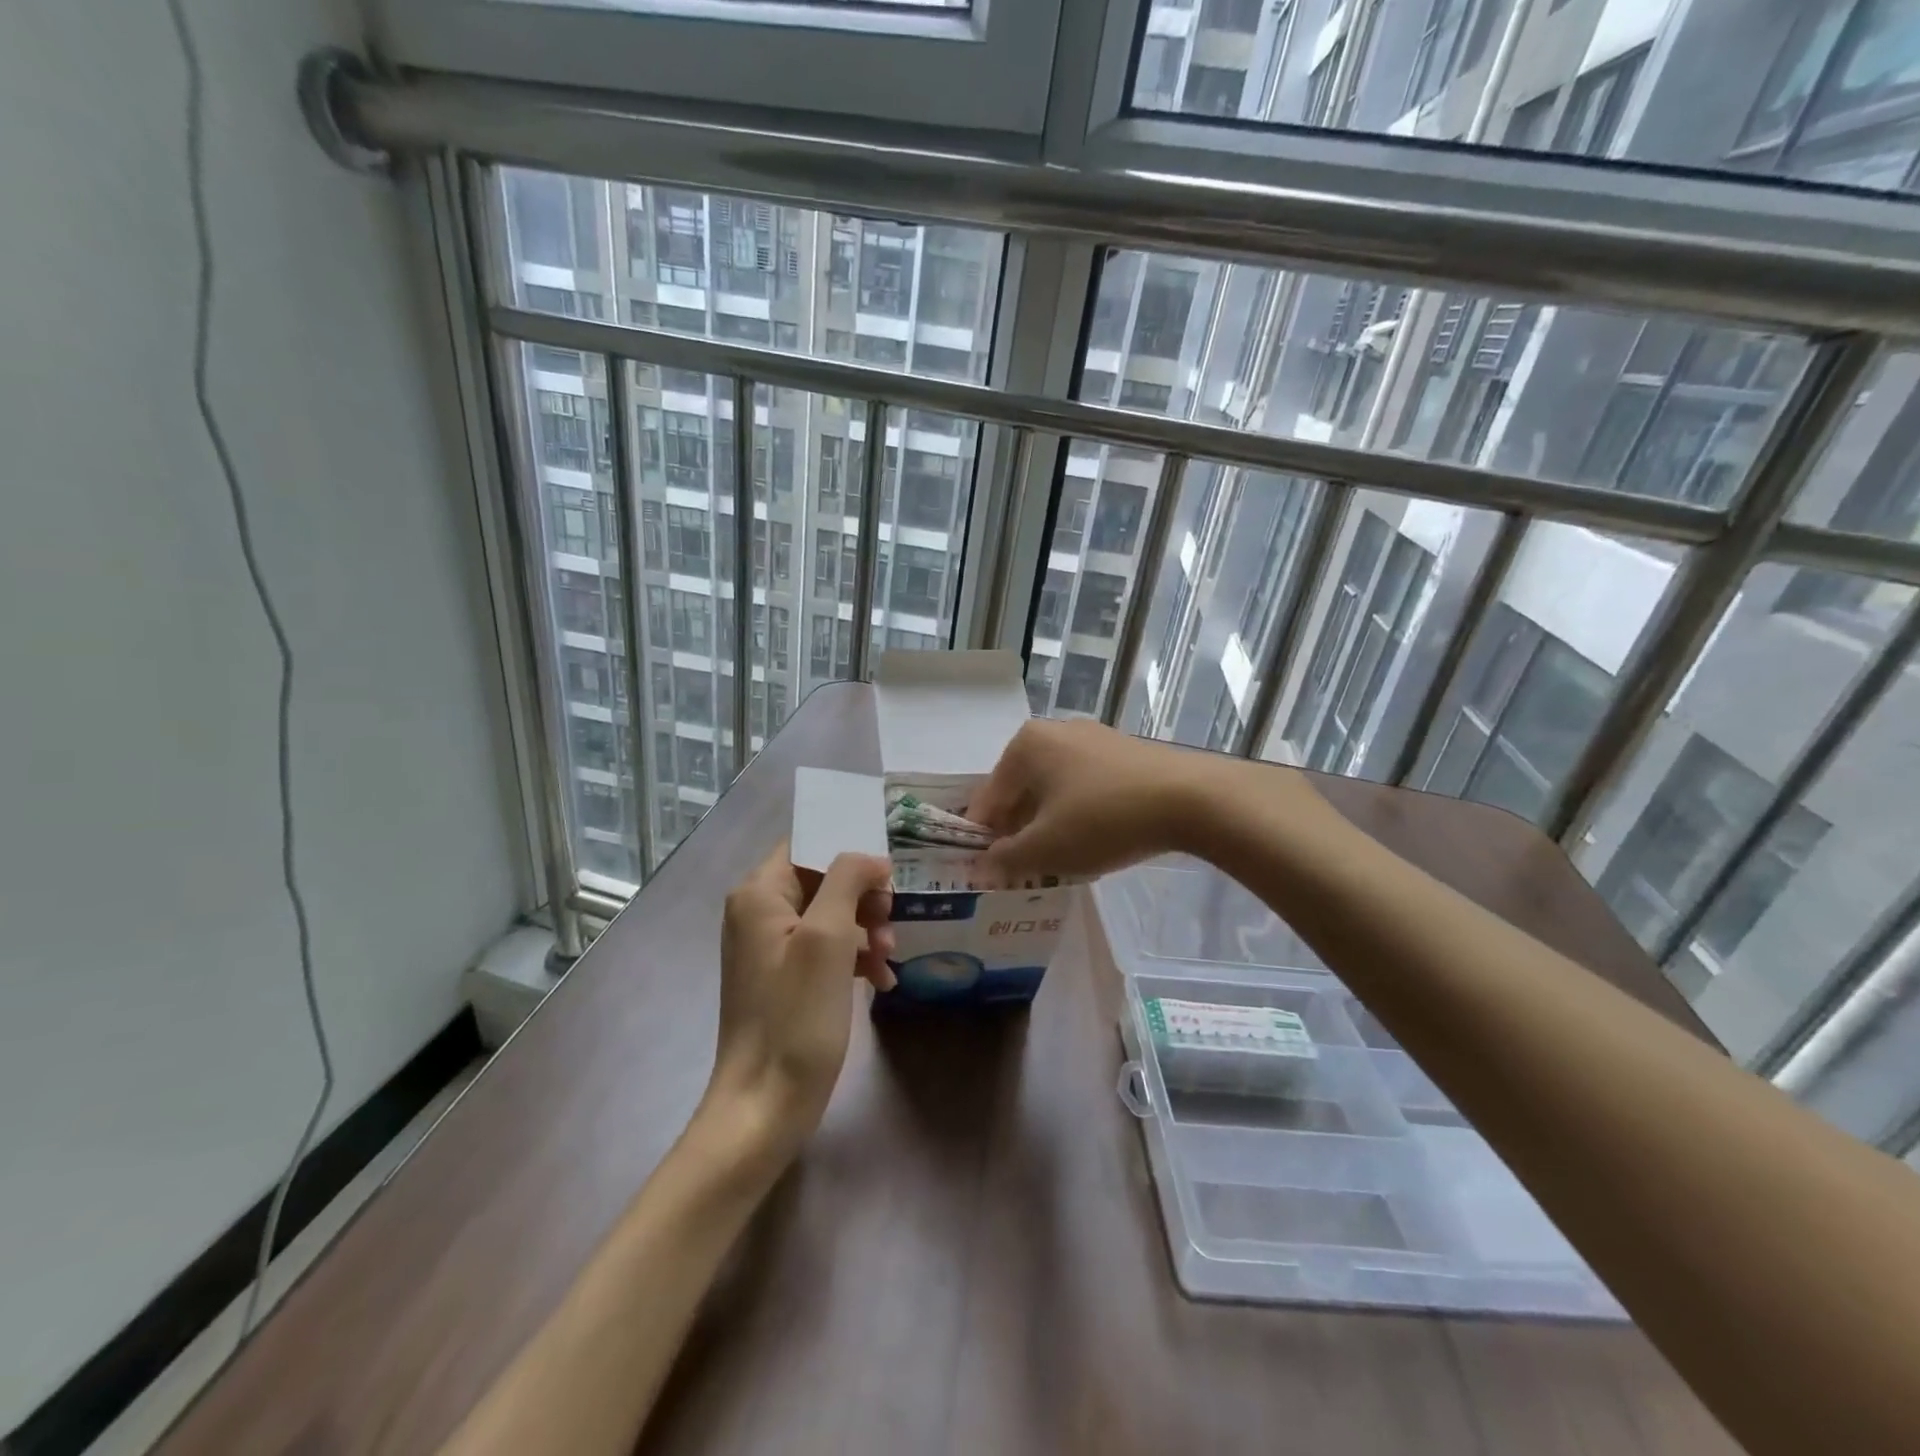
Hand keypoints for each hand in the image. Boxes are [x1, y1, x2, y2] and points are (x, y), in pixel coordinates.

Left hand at [708, 846, 895, 1157]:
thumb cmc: (796, 1015)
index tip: (888, 875)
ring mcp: (771, 947)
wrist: (765, 1105)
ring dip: (866, 929)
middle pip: (823, 879)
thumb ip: (848, 879)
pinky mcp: (785, 978)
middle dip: (864, 898)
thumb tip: (870, 858)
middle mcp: (759, 912)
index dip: (850, 851)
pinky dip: (855, 958)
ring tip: (889, 958)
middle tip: (891, 923)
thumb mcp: (828, 937)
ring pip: (831, 915)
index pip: (808, 844)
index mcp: (759, 893)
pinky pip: (826, 949)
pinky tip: (882, 981)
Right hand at [968, 718, 1221, 881]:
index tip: (989, 872)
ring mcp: (1092, 738)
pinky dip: (1079, 813)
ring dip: (1049, 824)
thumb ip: (1004, 859)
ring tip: (1060, 860)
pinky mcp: (1123, 752)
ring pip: (1054, 789)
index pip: (988, 798)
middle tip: (1025, 869)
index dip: (984, 839)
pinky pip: (1084, 785)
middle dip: (1019, 831)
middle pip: (1021, 791)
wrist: (1191, 799)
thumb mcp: (1046, 848)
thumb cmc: (1103, 819)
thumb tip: (980, 867)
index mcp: (1025, 745)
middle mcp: (1054, 731)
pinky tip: (1093, 840)